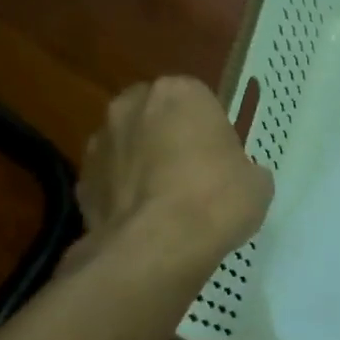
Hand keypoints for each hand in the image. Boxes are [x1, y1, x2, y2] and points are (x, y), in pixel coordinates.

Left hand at [75, 77, 272, 273]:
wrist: (157, 246)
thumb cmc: (216, 201)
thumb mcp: (257, 184)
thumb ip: (244, 168)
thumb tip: (237, 175)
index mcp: (180, 93)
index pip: (200, 101)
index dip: (212, 132)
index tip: (223, 160)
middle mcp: (132, 105)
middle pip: (157, 117)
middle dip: (170, 139)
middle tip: (194, 177)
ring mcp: (99, 141)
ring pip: (129, 146)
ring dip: (143, 165)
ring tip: (166, 205)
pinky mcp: (81, 179)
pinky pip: (111, 180)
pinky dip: (124, 195)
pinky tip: (144, 222)